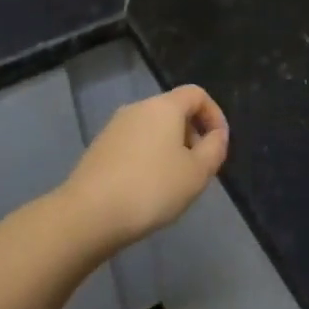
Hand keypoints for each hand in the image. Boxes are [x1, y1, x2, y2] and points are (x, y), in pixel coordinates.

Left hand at [60, 86, 228, 252]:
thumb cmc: (152, 188)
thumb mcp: (197, 173)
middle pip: (173, 111)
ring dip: (170, 149)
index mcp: (163, 107)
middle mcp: (136, 108)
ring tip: (174, 183)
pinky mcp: (99, 148)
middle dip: (192, 135)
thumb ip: (215, 148)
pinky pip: (134, 144)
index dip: (214, 115)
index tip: (219, 144)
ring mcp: (113, 127)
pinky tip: (146, 189)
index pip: (196, 94)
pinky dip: (148, 158)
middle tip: (198, 169)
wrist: (89, 214)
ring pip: (152, 129)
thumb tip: (216, 135)